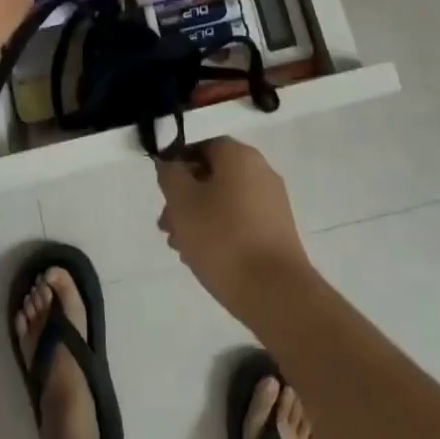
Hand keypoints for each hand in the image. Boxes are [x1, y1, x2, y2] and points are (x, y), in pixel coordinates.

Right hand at [155, 138, 310, 324]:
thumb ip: (170, 174)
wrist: (276, 294)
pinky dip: (220, 231)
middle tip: (166, 224)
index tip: (163, 189)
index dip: (176, 162)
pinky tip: (203, 257)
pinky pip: (240, 220)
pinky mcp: (277, 231)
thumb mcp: (182, 202)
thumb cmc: (223, 239)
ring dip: (198, 217)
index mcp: (239, 155)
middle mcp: (260, 171)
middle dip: (185, 196)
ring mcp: (272, 202)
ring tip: (180, 247)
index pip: (201, 144)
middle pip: (212, 174)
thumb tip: (170, 161)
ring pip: (224, 200)